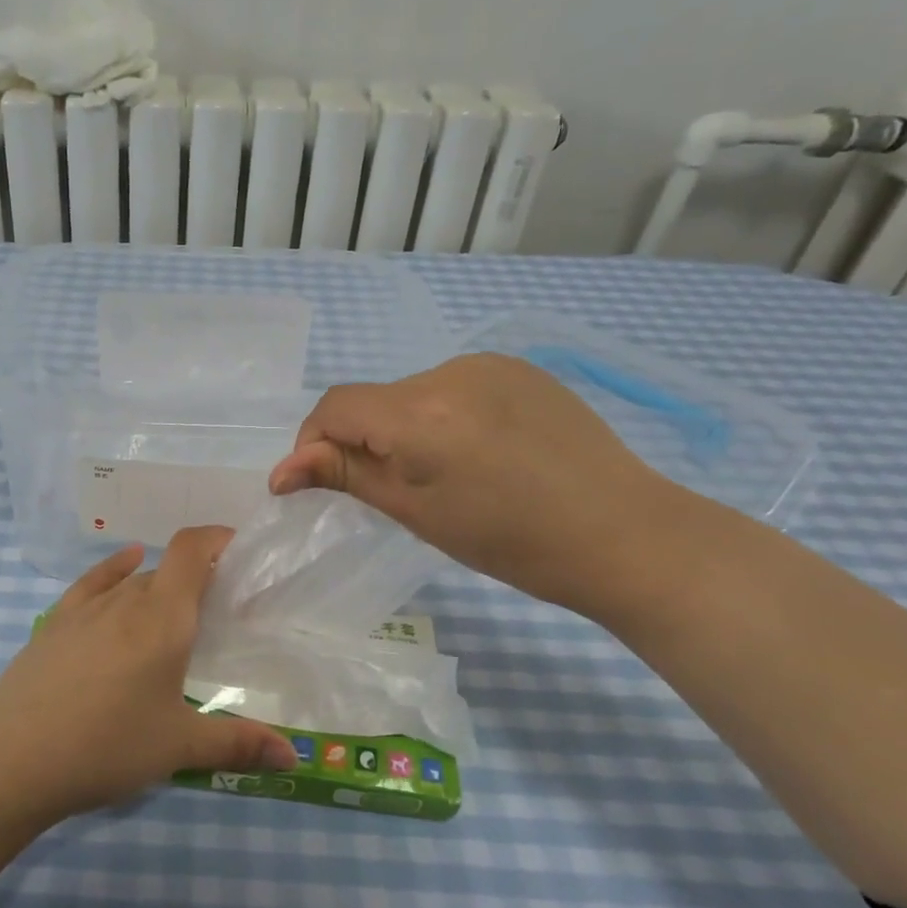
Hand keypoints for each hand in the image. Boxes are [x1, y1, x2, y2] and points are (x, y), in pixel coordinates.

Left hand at [0, 527, 297, 822]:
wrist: (11, 761)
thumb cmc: (106, 747)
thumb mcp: (179, 748)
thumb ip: (239, 744)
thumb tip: (295, 756)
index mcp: (163, 618)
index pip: (192, 550)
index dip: (217, 538)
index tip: (241, 549)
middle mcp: (126, 600)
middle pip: (168, 571)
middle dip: (197, 579)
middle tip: (220, 612)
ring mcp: (84, 609)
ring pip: (133, 581)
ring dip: (159, 586)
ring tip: (176, 612)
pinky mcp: (54, 623)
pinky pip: (92, 584)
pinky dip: (114, 569)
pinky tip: (124, 566)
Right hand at [267, 353, 680, 613]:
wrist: (625, 535)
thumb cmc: (511, 541)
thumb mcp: (416, 512)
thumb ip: (345, 476)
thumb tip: (282, 471)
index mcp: (420, 413)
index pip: (335, 407)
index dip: (313, 443)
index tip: (320, 483)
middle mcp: (449, 372)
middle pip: (375, 401)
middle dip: (365, 441)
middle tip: (395, 492)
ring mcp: (489, 366)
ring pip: (413, 395)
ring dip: (405, 428)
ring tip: (446, 474)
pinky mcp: (520, 370)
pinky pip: (455, 388)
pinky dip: (444, 417)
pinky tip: (480, 453)